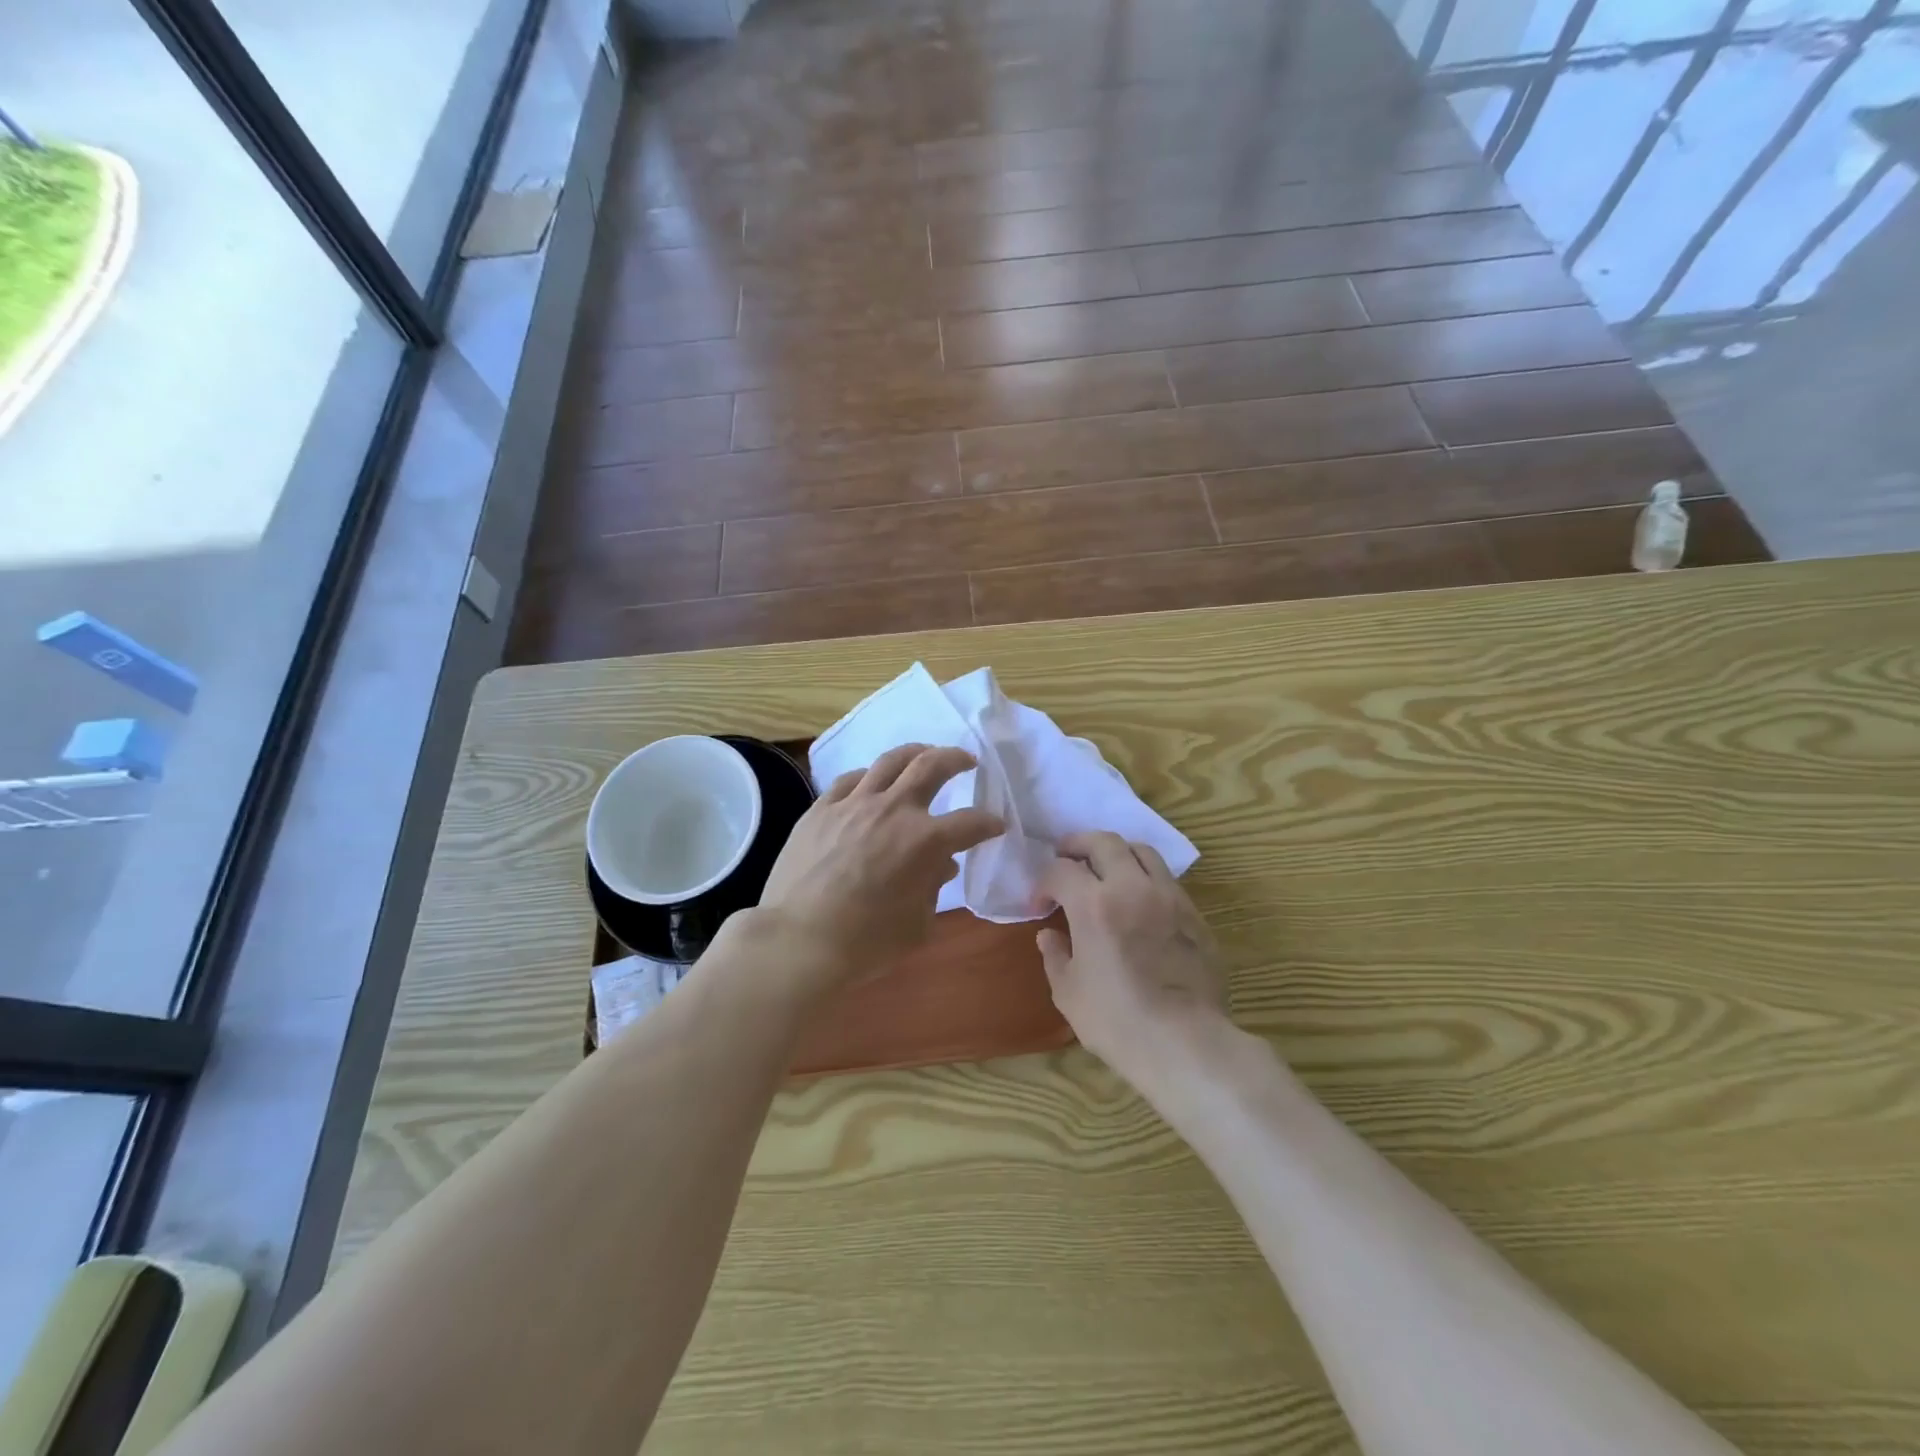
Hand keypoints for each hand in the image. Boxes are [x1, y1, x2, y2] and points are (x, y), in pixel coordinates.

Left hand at [756, 744, 1003, 989]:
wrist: (798, 940)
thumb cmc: (866, 943)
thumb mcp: (917, 924)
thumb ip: (933, 888)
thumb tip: (941, 866)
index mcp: (925, 841)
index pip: (970, 823)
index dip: (989, 823)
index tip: (996, 826)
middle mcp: (893, 810)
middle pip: (932, 766)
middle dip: (956, 759)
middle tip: (967, 761)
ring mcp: (854, 804)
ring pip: (890, 761)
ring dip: (915, 752)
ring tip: (924, 753)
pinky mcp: (821, 808)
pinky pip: (850, 780)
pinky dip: (869, 777)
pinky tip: (871, 781)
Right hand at [1037, 831, 1228, 1086]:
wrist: (1185, 1043)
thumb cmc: (1117, 1021)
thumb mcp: (1069, 993)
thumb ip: (1055, 955)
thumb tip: (1049, 935)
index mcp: (1093, 904)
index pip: (1061, 870)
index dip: (1044, 883)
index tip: (1040, 905)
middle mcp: (1132, 887)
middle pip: (1103, 841)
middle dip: (1078, 845)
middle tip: (1066, 858)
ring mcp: (1168, 897)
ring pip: (1141, 851)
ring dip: (1117, 853)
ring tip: (1106, 870)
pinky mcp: (1194, 914)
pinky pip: (1166, 879)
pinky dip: (1145, 878)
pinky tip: (1139, 901)